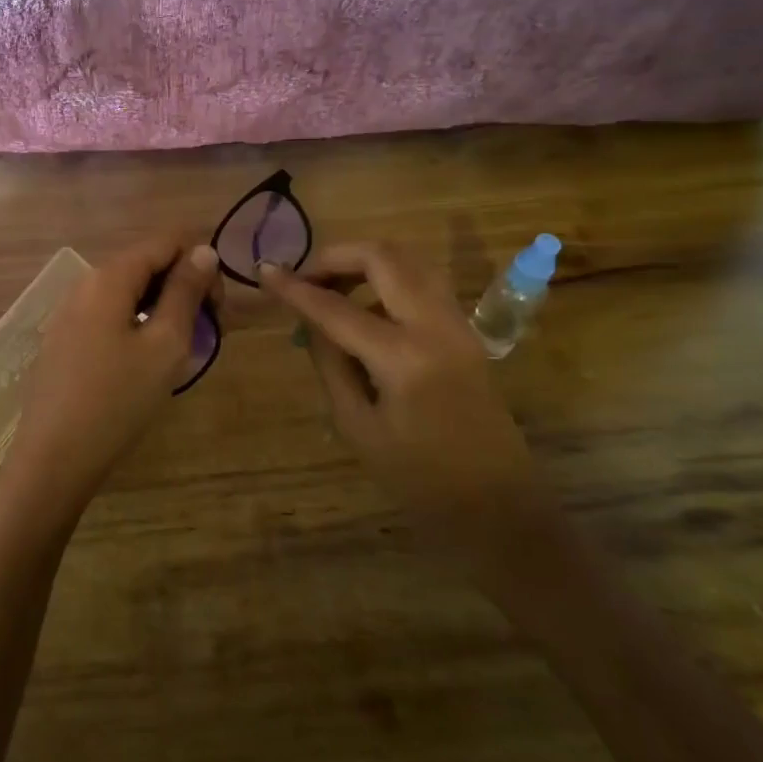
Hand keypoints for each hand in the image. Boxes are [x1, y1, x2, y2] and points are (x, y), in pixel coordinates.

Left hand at [2, 236, 221, 518]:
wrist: (54, 456)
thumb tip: (203, 251)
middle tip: (207, 331)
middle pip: (146, 263)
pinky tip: (146, 360)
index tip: (218, 308)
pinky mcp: (64, 338)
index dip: (201, 263)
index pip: (166, 241)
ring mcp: (70, 311)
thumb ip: (185, 292)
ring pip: (128, 290)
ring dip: (162, 307)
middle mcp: (85, 283)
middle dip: (183, 286)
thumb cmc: (118, 399)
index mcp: (110, 276)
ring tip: (181, 348)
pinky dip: (137, 323)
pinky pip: (110, 313)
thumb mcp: (165, 344)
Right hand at [259, 243, 545, 540]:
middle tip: (304, 278)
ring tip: (331, 287)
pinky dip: (388, 278)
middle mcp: (435, 326)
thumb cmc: (419, 479)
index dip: (295, 288)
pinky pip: (422, 282)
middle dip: (335, 257)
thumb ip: (331, 365)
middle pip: (382, 257)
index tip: (265, 271)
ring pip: (408, 260)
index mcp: (403, 358)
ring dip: (365, 262)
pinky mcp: (465, 330)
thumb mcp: (358, 427)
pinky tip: (364, 306)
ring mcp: (457, 323)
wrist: (497, 504)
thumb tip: (312, 323)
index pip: (336, 309)